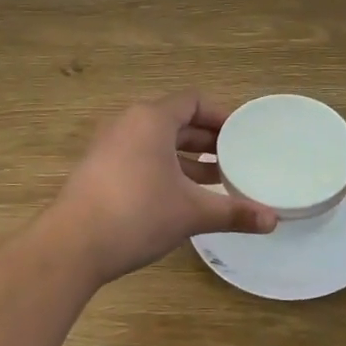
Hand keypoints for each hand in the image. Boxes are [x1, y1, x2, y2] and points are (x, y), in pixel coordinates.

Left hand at [49, 91, 276, 284]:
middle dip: (206, 140)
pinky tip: (180, 197)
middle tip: (234, 159)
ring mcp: (109, 145)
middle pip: (175, 120)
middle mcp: (129, 123)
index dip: (221, 115)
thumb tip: (273, 221)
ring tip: (215, 180)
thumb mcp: (191, 212)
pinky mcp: (98, 169)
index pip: (193, 101)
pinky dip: (164, 168)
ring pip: (157, 141)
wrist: (72, 244)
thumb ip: (234, 212)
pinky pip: (140, 156)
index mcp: (152, 119)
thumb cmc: (137, 214)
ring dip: (186, 157)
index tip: (243, 135)